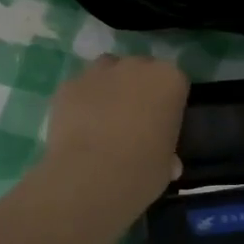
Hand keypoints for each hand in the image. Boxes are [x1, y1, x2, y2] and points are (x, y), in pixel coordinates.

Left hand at [42, 55, 188, 195]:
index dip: (168, 103)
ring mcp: (99, 72)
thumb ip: (168, 154)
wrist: (90, 177)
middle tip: (134, 121)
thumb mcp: (166, 166)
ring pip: (107, 70)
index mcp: (169, 80)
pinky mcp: (69, 85)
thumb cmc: (142, 171)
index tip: (163, 124)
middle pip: (140, 69)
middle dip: (138, 88)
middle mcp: (136, 66)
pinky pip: (79, 88)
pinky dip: (81, 102)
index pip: (175, 82)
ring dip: (108, 87)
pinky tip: (78, 127)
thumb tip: (168, 162)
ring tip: (103, 119)